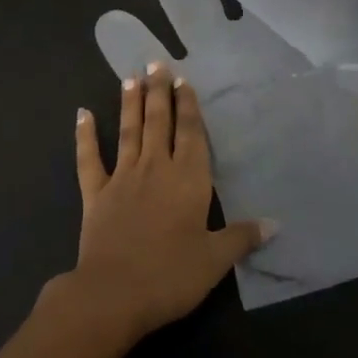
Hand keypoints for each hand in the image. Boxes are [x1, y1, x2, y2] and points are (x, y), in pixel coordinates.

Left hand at [66, 63, 272, 341]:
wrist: (114, 294)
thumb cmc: (171, 275)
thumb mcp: (215, 260)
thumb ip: (242, 237)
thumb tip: (275, 223)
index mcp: (187, 180)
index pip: (190, 133)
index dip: (188, 105)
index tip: (183, 80)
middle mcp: (155, 169)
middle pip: (158, 122)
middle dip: (158, 92)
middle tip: (155, 63)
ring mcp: (122, 178)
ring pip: (128, 132)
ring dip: (130, 104)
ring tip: (130, 78)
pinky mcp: (95, 195)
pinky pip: (89, 159)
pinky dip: (85, 135)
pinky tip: (82, 113)